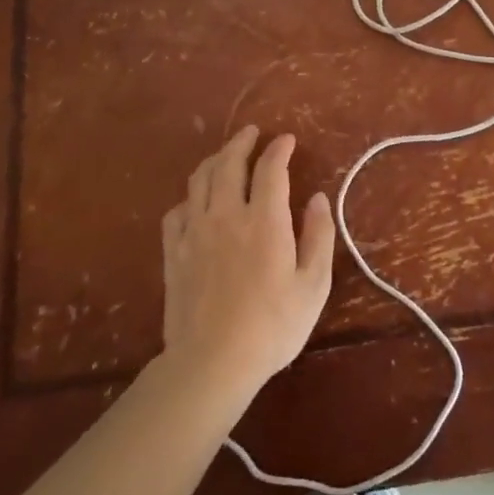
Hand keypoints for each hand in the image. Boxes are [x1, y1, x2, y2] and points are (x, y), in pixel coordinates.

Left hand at [159, 126, 335, 392]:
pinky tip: (197, 201)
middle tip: (253, 133)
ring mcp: (195, 232)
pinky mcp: (174, 253)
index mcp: (264, 220)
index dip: (279, 149)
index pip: (270, 169)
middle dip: (242, 142)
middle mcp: (226, 215)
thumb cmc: (273, 325)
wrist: (212, 362)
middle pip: (229, 164)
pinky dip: (191, 196)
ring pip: (200, 181)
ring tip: (226, 155)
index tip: (287, 140)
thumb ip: (319, 236)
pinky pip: (177, 210)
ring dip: (215, 160)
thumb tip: (318, 198)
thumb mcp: (313, 284)